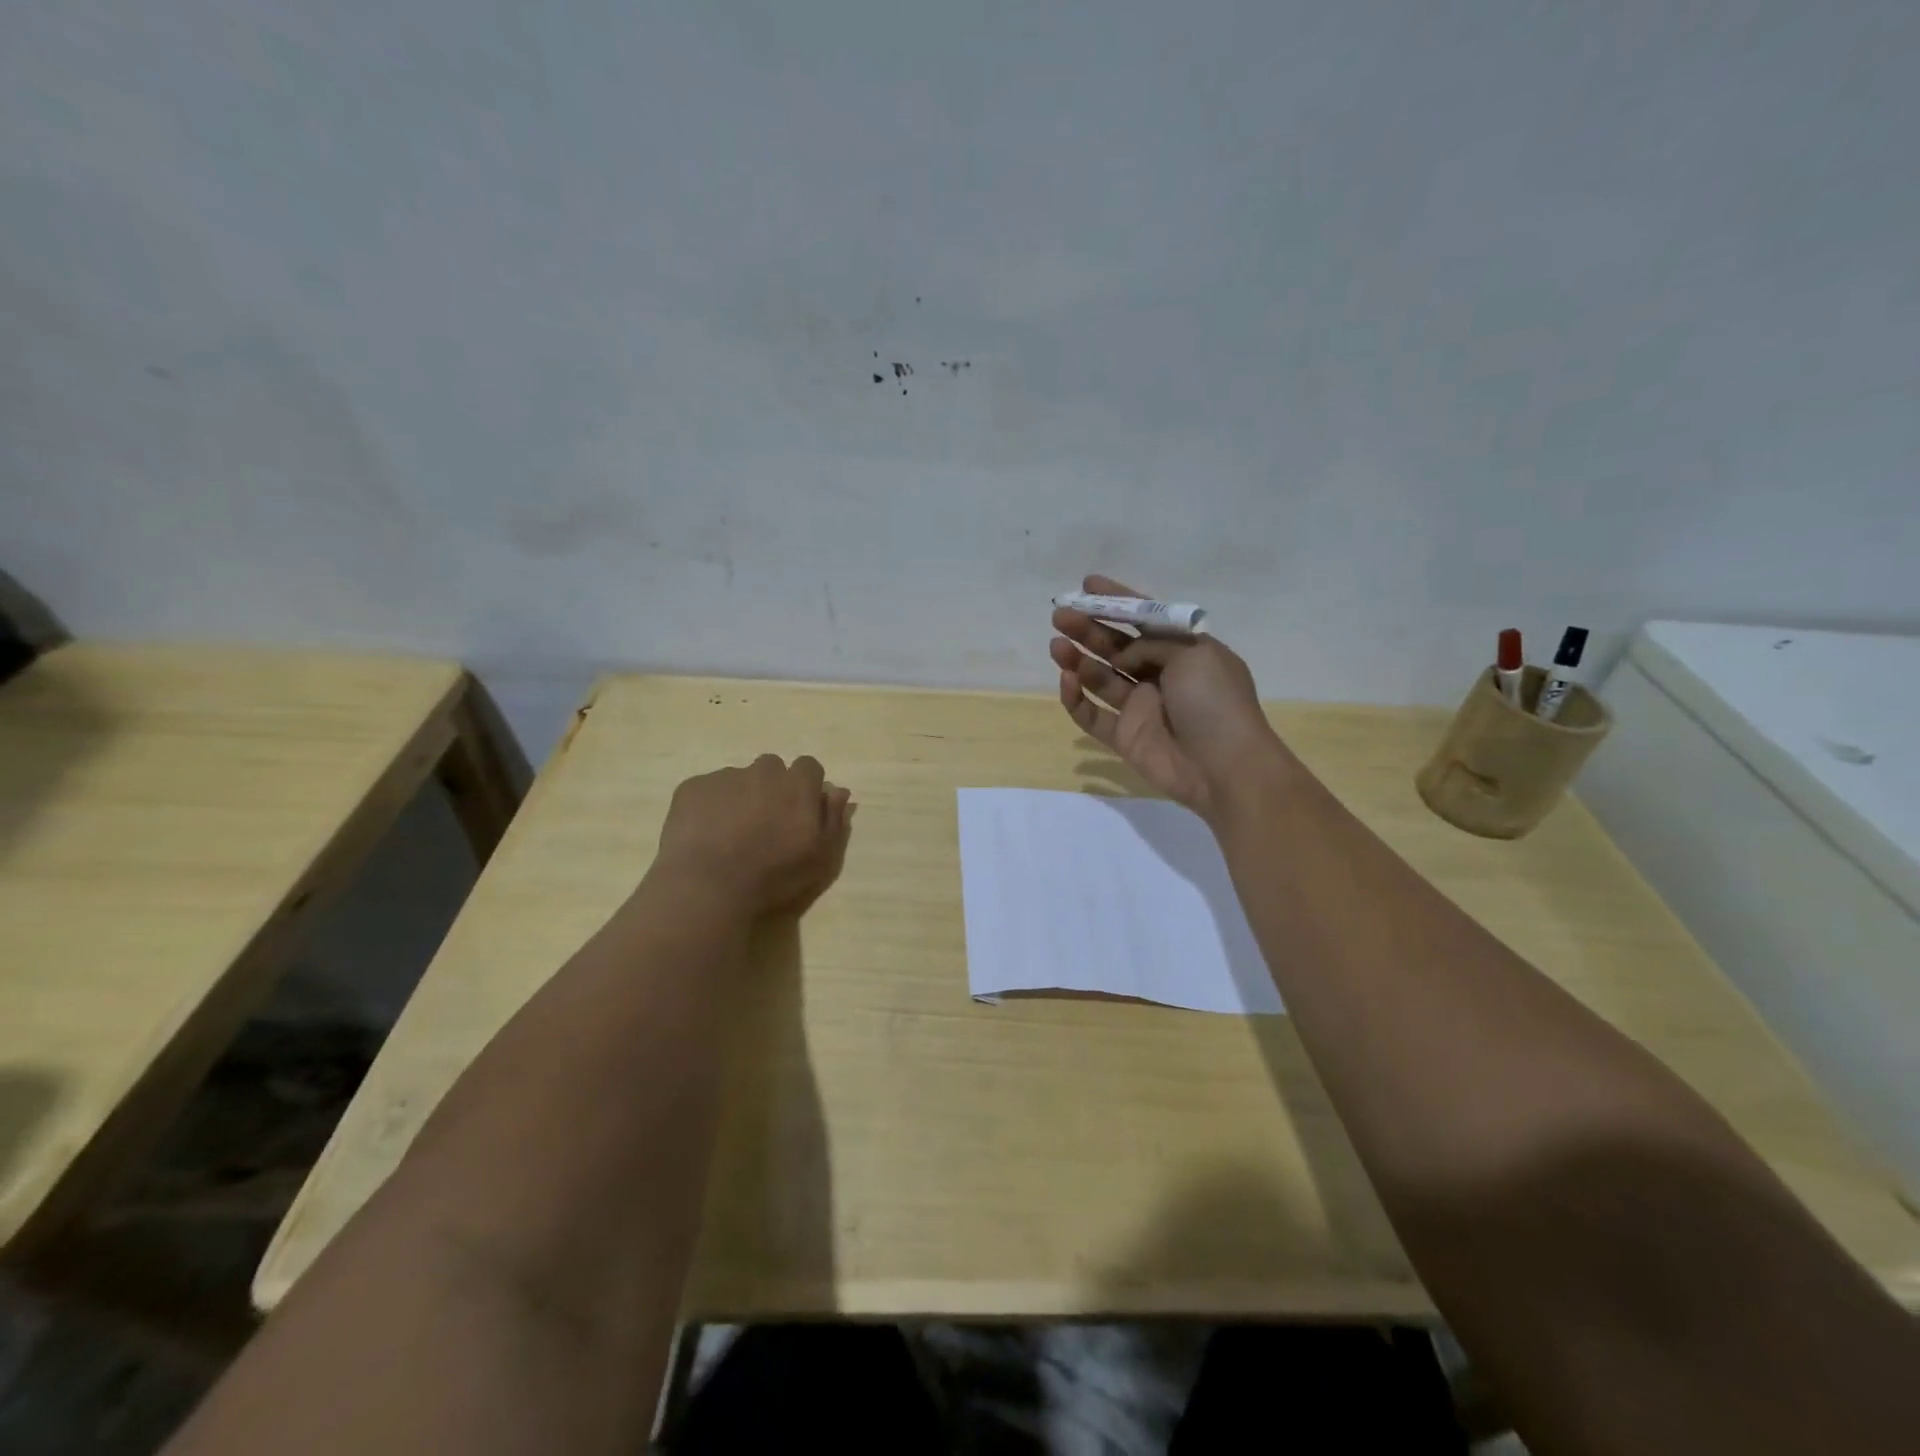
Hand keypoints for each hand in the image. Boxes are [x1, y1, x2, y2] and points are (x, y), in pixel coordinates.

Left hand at [653, 755, 854, 917]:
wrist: (708, 886)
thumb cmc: (773, 876)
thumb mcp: (820, 857)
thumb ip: (833, 819)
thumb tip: (838, 791)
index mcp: (798, 784)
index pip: (809, 767)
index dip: (805, 787)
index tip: (799, 812)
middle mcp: (763, 771)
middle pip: (772, 768)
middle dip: (772, 788)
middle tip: (765, 823)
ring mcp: (724, 776)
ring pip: (738, 778)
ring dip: (740, 796)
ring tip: (731, 833)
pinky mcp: (692, 787)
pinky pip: (707, 789)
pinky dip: (710, 805)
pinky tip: (706, 834)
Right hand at [1050, 574, 1289, 819]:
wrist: (1225, 766)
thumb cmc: (1215, 702)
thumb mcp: (1193, 654)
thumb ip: (1152, 644)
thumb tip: (1124, 657)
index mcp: (1183, 652)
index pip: (1145, 619)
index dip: (1117, 601)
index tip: (1086, 586)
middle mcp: (1160, 675)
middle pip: (1116, 646)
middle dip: (1088, 629)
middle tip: (1060, 616)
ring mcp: (1141, 707)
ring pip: (1100, 678)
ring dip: (1078, 659)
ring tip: (1057, 645)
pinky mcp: (1124, 737)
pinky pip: (1092, 716)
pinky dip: (1076, 699)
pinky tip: (1066, 681)